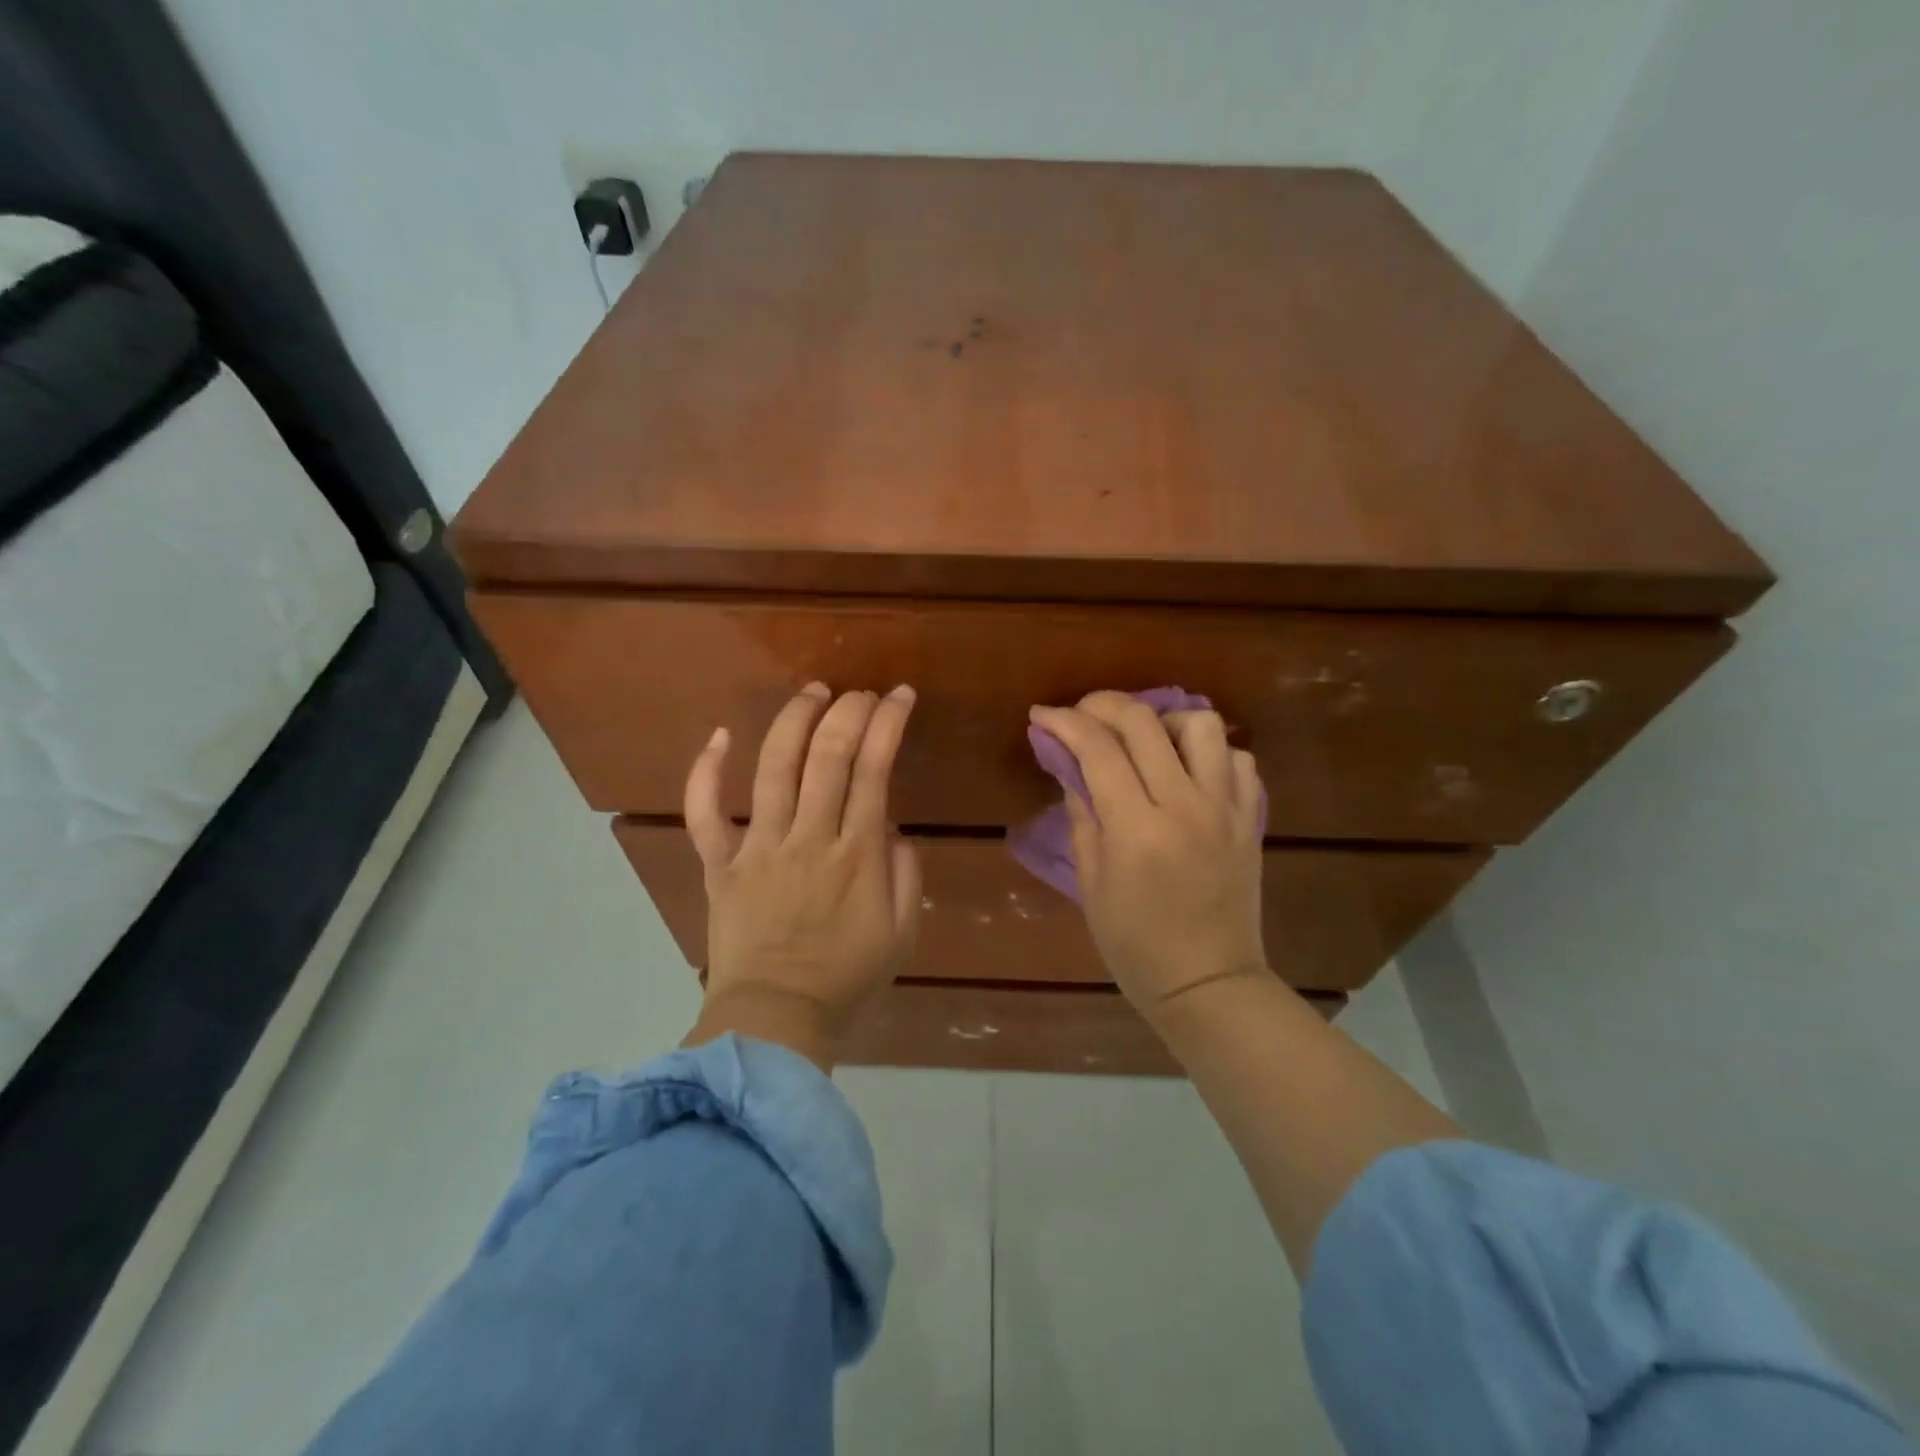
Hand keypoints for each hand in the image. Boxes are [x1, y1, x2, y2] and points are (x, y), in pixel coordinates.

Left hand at [682, 683, 921, 1069]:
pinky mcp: (719, 864)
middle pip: (827, 755)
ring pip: (773, 768)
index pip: (875, 769)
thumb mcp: (903, 934)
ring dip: (793, 720)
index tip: (900, 696)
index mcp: (857, 856)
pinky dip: (707, 771)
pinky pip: (704, 812)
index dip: (889, 723)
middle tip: (860, 693)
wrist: (774, 1022)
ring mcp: (758, 848)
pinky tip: (721, 736)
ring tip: (812, 692)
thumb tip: (890, 829)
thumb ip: (906, 875)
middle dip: (848, 711)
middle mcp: (808, 839)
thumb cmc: (847, 979)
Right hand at [1028, 692, 1266, 1024]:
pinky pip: (1236, 758)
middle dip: (1102, 705)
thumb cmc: (1135, 946)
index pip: (1097, 749)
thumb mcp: (1092, 884)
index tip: (1041, 715)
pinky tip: (1186, 770)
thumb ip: (1082, 816)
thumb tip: (1070, 766)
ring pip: (1201, 725)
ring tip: (1142, 742)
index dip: (1064, 722)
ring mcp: (1225, 808)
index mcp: (1137, 829)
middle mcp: (1185, 806)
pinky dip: (1208, 752)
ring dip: (1163, 721)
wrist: (1209, 984)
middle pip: (1144, 723)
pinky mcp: (1250, 818)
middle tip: (1080, 715)